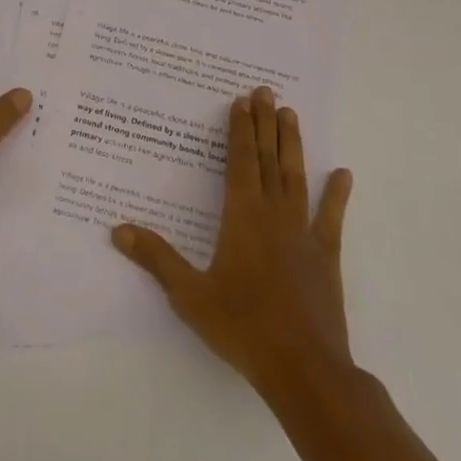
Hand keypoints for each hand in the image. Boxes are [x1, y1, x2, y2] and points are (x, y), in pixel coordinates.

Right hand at [112, 87, 353, 394]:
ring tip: (291, 114)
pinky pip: (331, 218)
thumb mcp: (189, 295)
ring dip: (292, 145)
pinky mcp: (325, 256)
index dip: (240, 130)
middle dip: (265, 124)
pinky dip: (337, 195)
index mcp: (242, 217)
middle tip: (267, 92)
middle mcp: (274, 215)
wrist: (304, 369)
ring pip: (297, 178)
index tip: (242, 101)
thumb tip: (117, 230)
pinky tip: (343, 174)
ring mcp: (304, 234)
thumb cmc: (242, 327)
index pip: (241, 162)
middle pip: (269, 160)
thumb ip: (156, 258)